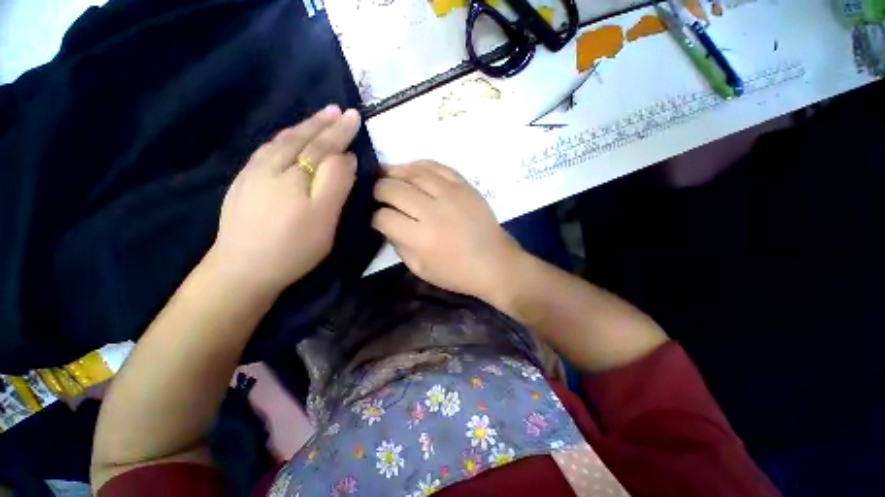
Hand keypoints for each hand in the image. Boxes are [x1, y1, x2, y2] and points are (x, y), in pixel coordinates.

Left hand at [207, 105, 360, 293]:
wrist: (243, 268)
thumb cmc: (293, 246)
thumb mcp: (324, 217)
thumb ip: (336, 183)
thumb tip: (345, 157)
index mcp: (296, 175)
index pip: (323, 147)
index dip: (340, 133)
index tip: (354, 117)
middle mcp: (272, 165)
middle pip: (301, 138)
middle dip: (322, 123)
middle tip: (338, 110)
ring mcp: (254, 172)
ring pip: (282, 141)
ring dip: (303, 126)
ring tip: (318, 117)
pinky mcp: (243, 182)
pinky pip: (268, 149)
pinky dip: (283, 137)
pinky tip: (288, 136)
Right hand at [372, 161, 522, 300]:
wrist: (494, 262)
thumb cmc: (457, 273)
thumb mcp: (420, 268)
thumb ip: (399, 244)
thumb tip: (386, 222)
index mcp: (420, 238)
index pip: (384, 217)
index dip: (375, 217)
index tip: (377, 219)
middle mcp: (432, 211)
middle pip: (392, 189)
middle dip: (378, 191)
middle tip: (378, 195)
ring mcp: (450, 193)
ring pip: (412, 172)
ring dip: (394, 172)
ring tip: (387, 176)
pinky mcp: (464, 185)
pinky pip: (436, 166)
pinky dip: (419, 165)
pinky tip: (411, 170)